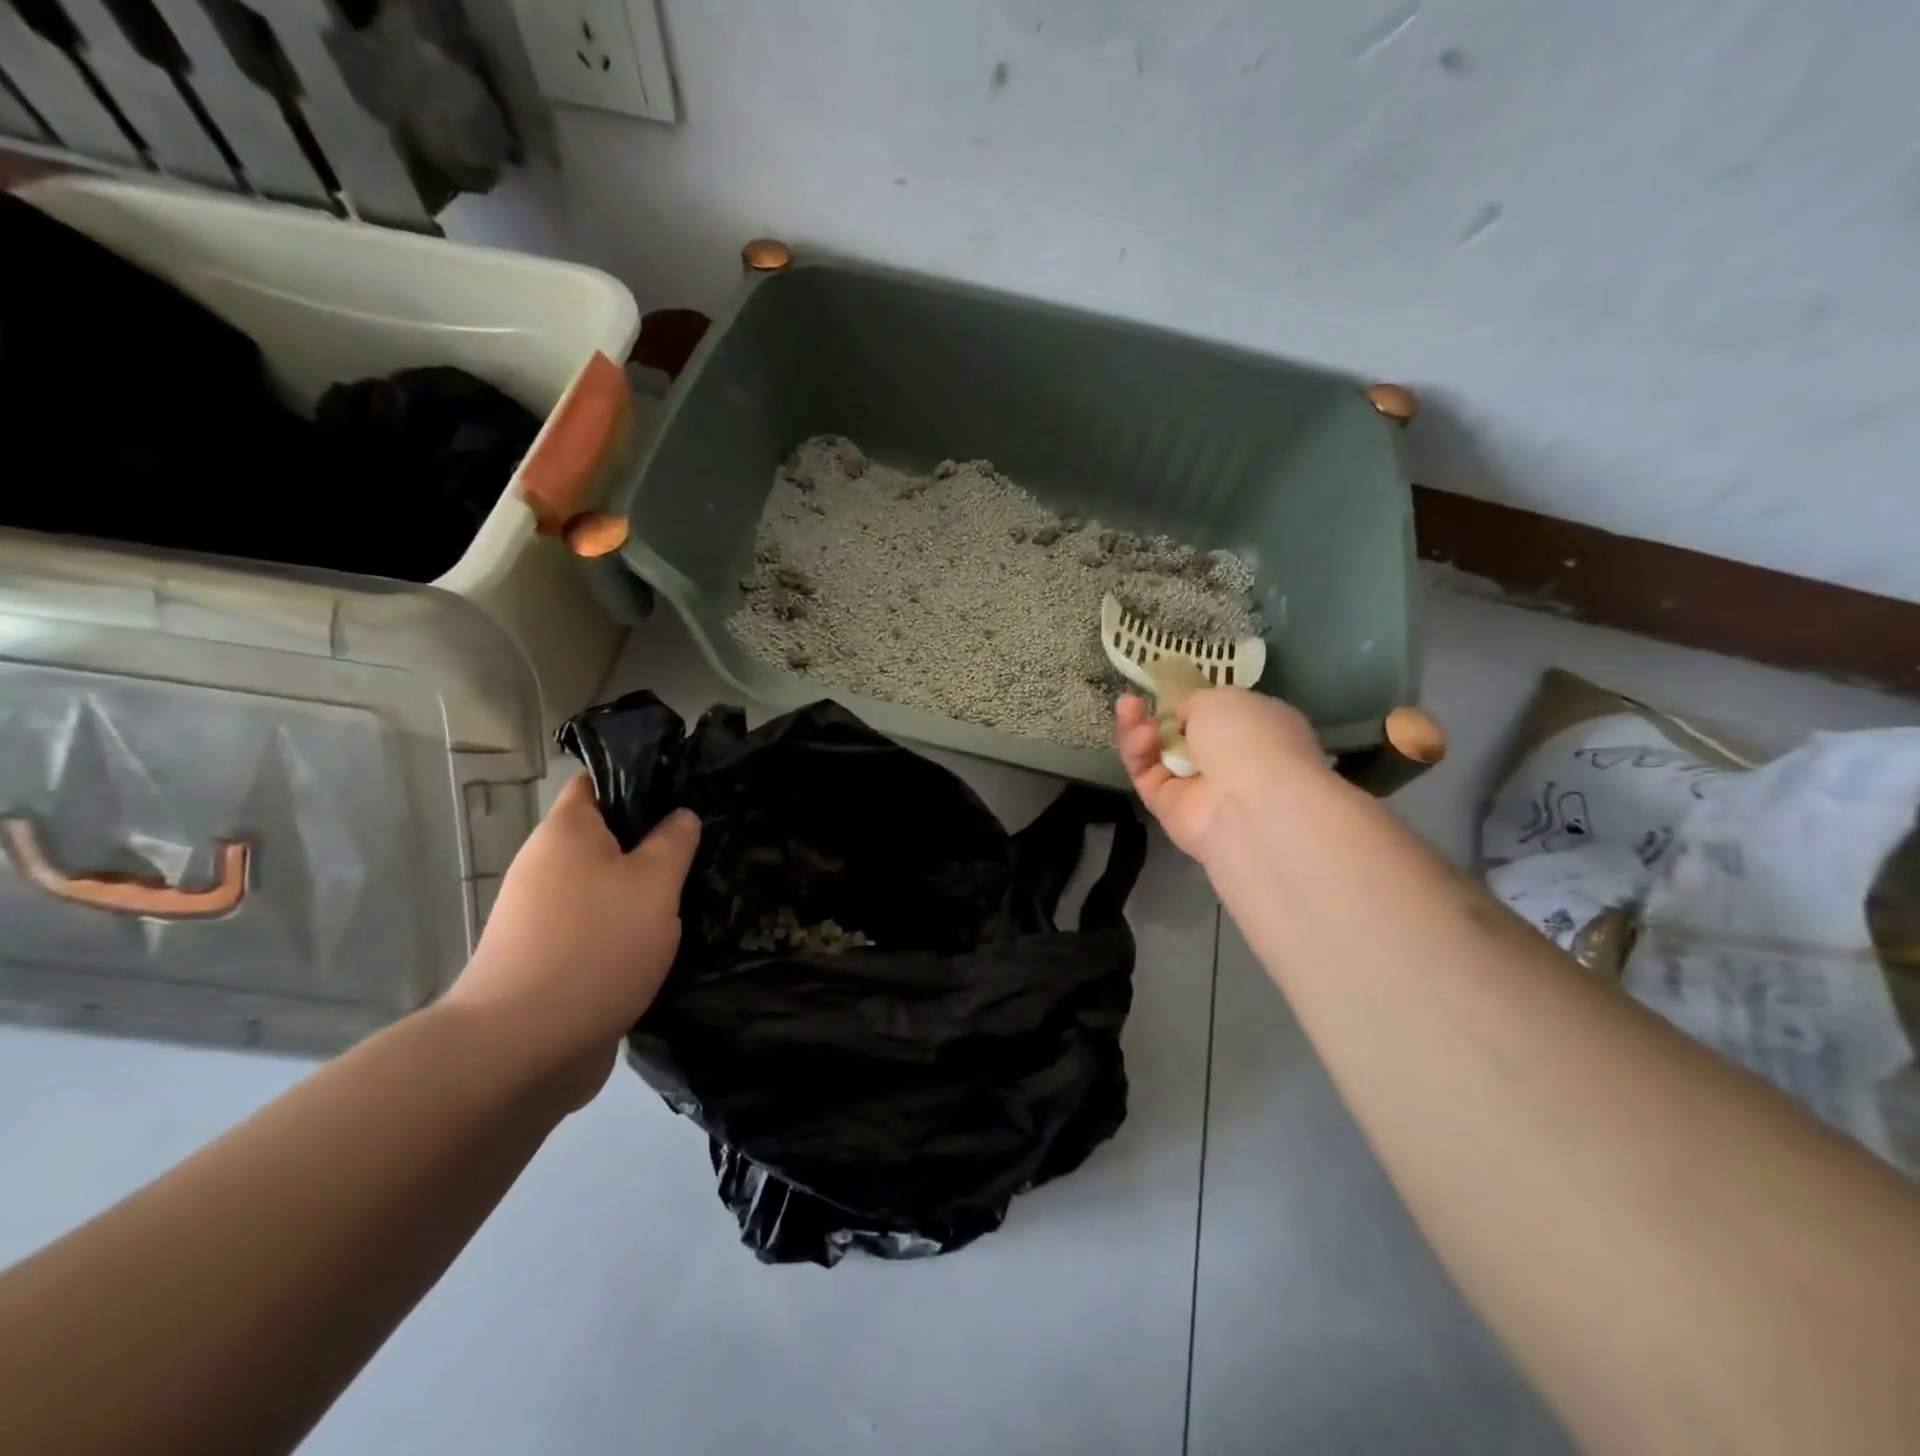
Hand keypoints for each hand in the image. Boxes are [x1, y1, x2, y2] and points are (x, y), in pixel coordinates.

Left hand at [445, 775, 699, 1106]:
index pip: (597, 781)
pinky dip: (630, 929)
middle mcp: (547, 866)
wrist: (521, 1048)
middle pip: (607, 837)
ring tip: (698, 893)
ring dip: (646, 891)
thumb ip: (674, 843)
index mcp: (566, 832)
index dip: (639, 778)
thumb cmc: (594, 946)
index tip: (687, 790)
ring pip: (607, 886)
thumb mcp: (654, 884)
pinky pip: (600, 926)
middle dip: (654, 841)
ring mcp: (545, 916)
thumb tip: (680, 816)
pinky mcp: (552, 958)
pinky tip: (668, 942)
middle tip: (706, 846)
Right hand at [1115, 690, 1326, 862]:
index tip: (1173, 691)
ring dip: (1140, 727)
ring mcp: (1198, 787)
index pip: (1223, 715)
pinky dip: (1136, 749)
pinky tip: (1137, 731)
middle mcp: (1230, 761)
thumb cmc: (1249, 737)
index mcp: (1259, 730)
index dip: (1196, 703)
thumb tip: (1183, 719)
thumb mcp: (1223, 698)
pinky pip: (1144, 772)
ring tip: (1129, 706)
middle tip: (1140, 699)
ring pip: (1157, 752)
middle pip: (1183, 734)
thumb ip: (1197, 704)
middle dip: (1162, 716)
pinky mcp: (1167, 807)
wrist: (1248, 802)